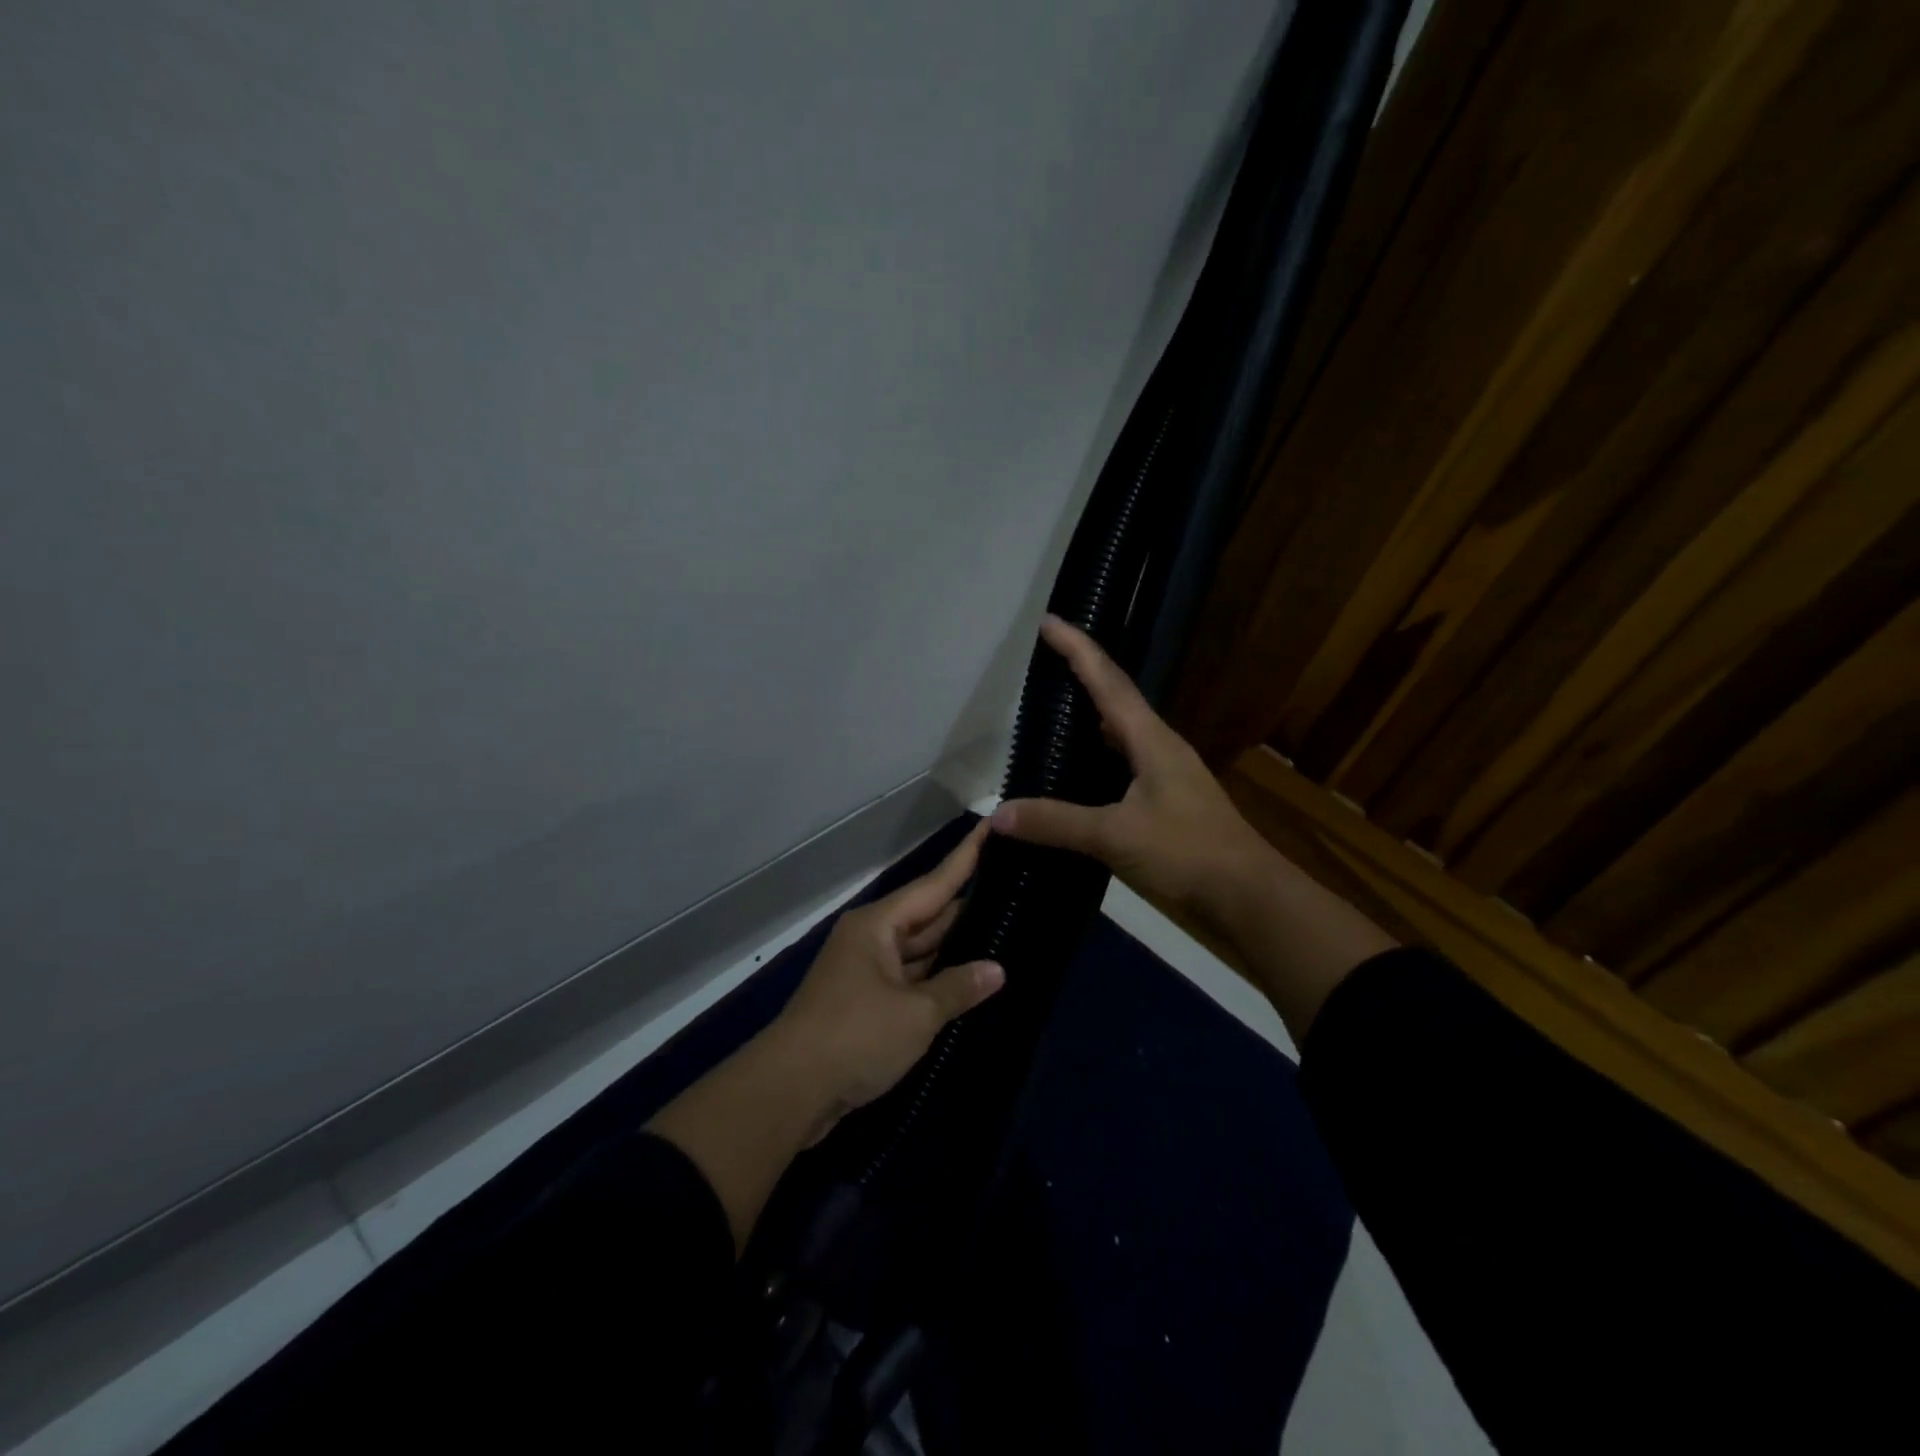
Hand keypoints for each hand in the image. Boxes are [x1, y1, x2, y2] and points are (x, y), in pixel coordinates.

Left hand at [649, 821, 1003, 1252]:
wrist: (789, 1092)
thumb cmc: (854, 1037)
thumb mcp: (915, 1014)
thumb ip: (958, 988)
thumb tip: (997, 970)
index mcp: (879, 925)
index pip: (934, 884)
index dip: (966, 858)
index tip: (991, 826)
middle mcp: (872, 938)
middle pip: (928, 916)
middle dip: (968, 906)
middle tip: (1015, 890)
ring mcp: (867, 970)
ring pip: (920, 949)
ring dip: (955, 946)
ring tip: (1005, 929)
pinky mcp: (866, 1002)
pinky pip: (911, 978)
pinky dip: (937, 978)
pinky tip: (970, 977)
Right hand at [991, 616, 1393, 1041]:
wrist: (1249, 899)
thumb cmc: (1187, 854)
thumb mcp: (1116, 836)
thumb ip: (1056, 823)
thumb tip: (998, 814)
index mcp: (1151, 740)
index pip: (1107, 681)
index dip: (1077, 649)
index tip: (1049, 621)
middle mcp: (1160, 748)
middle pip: (1117, 698)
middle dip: (1083, 674)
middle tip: (1047, 662)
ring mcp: (1167, 776)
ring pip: (1122, 733)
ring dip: (1092, 716)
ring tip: (1056, 710)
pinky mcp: (1168, 804)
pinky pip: (1125, 765)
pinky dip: (1098, 758)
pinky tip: (1080, 774)